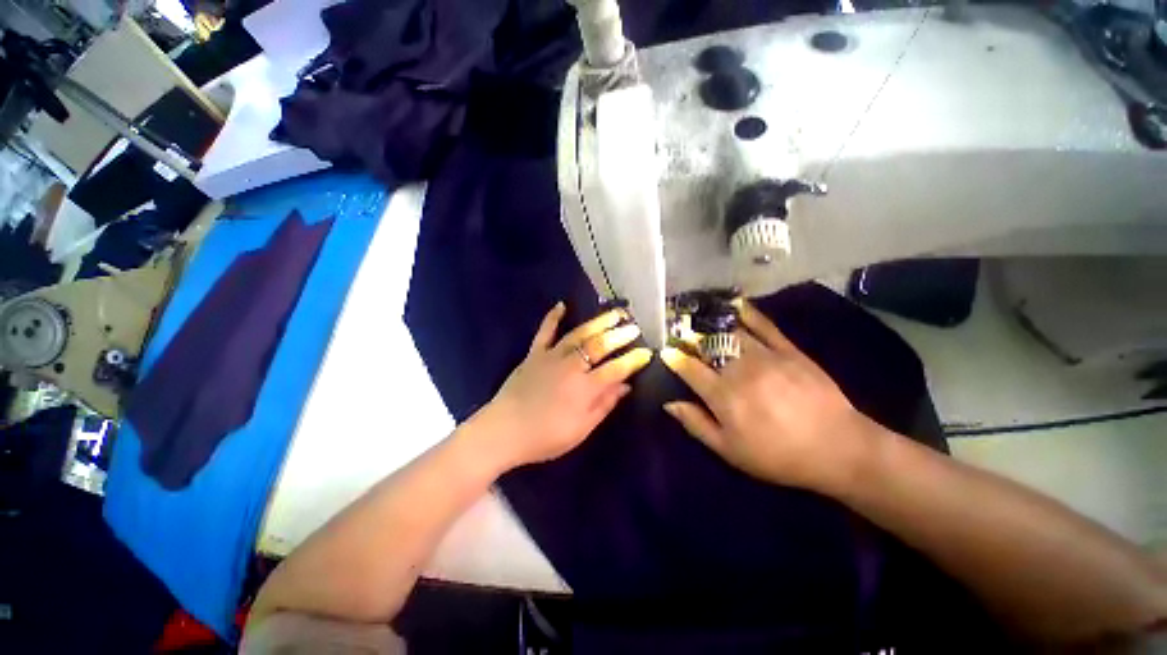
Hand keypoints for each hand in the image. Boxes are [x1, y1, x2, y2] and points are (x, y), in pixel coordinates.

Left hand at [477, 302, 652, 468]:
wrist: (503, 431)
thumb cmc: (545, 436)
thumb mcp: (581, 429)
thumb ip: (604, 405)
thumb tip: (625, 387)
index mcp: (584, 388)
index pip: (616, 369)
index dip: (633, 361)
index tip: (647, 353)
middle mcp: (571, 366)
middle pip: (599, 346)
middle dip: (620, 335)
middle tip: (634, 327)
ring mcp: (551, 356)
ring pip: (578, 334)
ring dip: (598, 322)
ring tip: (614, 313)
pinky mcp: (534, 354)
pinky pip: (545, 332)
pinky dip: (553, 317)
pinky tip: (561, 305)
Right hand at [661, 301, 883, 491]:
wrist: (838, 448)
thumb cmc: (777, 455)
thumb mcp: (730, 450)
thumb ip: (696, 424)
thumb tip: (669, 403)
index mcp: (722, 394)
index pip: (689, 369)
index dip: (675, 358)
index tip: (665, 351)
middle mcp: (739, 369)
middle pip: (707, 347)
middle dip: (690, 339)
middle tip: (681, 333)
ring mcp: (765, 356)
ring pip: (730, 334)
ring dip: (712, 326)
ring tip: (701, 320)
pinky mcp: (788, 350)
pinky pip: (764, 326)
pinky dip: (748, 314)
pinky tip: (736, 305)